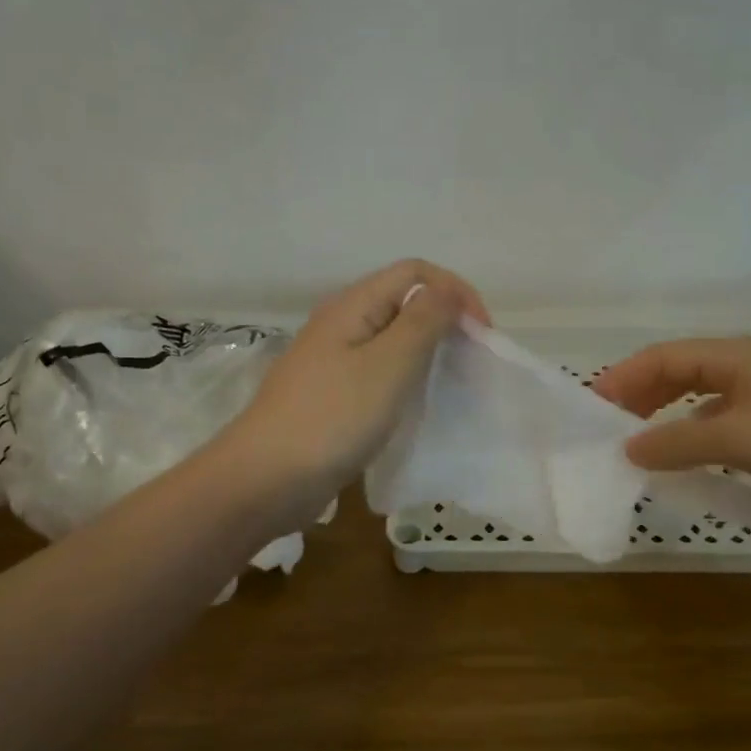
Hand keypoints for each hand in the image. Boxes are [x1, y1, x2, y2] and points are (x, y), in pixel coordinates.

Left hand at [223, 259, 488, 515]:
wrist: (267, 479)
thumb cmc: (333, 417)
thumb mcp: (389, 364)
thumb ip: (423, 321)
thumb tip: (446, 290)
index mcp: (352, 305)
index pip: (415, 272)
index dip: (455, 291)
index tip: (483, 334)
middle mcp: (341, 324)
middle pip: (403, 301)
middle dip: (445, 320)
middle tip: (473, 358)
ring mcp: (333, 361)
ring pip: (392, 339)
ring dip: (427, 351)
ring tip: (453, 380)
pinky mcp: (332, 394)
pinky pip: (378, 372)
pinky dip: (406, 378)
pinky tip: (417, 403)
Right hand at [591, 337, 750, 524]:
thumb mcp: (735, 439)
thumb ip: (676, 442)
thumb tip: (627, 447)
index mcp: (732, 356)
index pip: (662, 357)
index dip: (624, 377)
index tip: (593, 406)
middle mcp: (746, 369)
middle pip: (679, 372)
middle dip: (641, 395)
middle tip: (611, 425)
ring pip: (701, 399)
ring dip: (667, 416)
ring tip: (641, 442)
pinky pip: (723, 424)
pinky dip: (696, 436)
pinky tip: (690, 458)